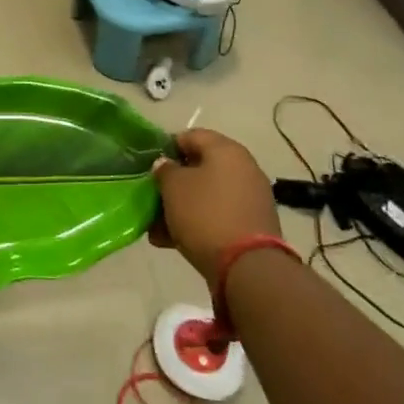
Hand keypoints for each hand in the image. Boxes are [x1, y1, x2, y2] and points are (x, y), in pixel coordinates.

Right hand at [150, 128, 281, 288]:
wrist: (248, 267)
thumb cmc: (205, 214)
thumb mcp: (174, 187)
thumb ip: (165, 170)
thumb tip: (167, 165)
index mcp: (226, 150)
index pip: (191, 136)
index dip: (167, 148)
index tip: (151, 167)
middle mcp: (243, 168)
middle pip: (200, 168)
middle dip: (173, 184)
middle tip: (154, 198)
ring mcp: (250, 198)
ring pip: (207, 195)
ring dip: (181, 207)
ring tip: (158, 228)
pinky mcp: (252, 225)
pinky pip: (218, 215)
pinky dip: (198, 223)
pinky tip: (173, 241)